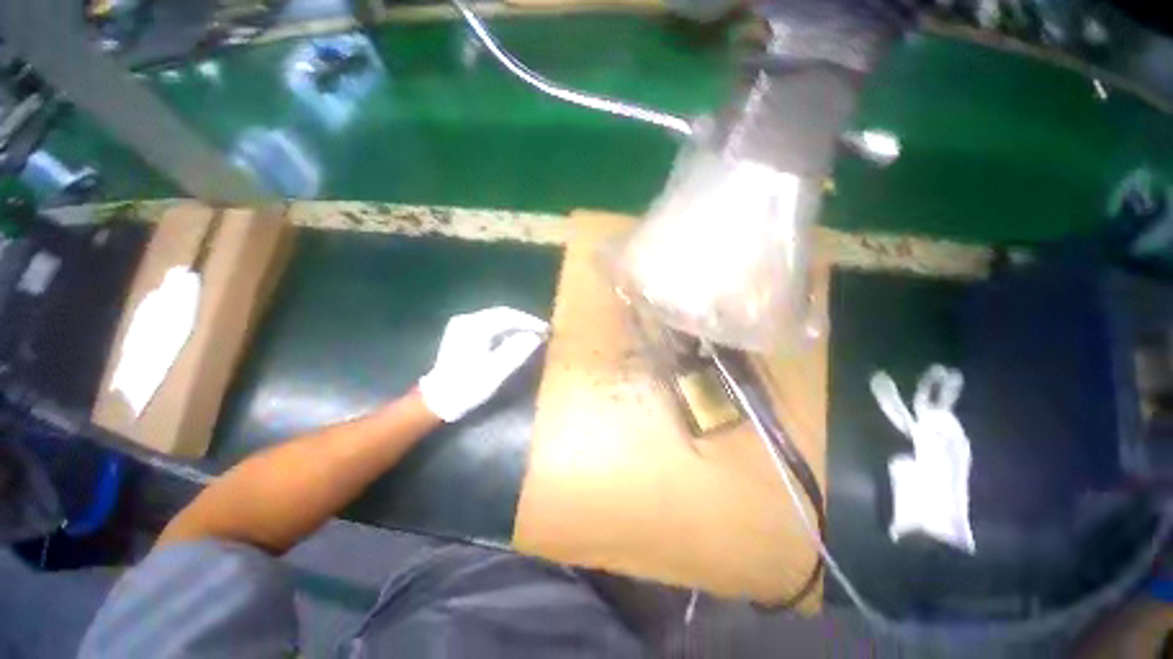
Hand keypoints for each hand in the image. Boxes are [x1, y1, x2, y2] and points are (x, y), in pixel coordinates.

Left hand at [418, 307, 548, 421]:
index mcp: (474, 327)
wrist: (438, 399)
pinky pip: (488, 325)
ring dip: (514, 325)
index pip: (508, 316)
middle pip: (501, 314)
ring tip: (531, 334)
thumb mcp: (495, 372)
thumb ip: (517, 352)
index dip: (529, 322)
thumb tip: (535, 337)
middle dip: (523, 321)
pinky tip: (512, 339)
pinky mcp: (461, 332)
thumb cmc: (467, 387)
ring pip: (495, 319)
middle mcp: (467, 320)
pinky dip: (503, 330)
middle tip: (541, 330)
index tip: (546, 329)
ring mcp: (461, 325)